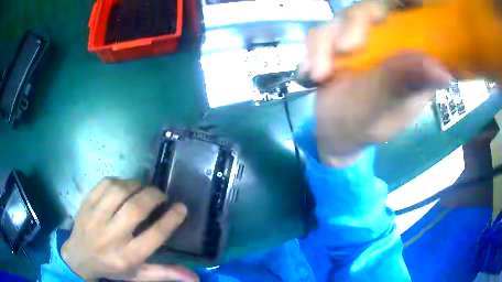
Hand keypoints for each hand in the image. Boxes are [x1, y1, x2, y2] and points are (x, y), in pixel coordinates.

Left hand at [61, 178, 197, 280]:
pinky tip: (126, 186)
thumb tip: (195, 277)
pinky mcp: (86, 204)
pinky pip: (105, 184)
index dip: (171, 219)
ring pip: (120, 192)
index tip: (181, 208)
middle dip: (154, 197)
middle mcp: (111, 237)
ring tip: (144, 188)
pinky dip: (120, 181)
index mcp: (127, 257)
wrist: (79, 257)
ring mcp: (95, 218)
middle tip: (162, 195)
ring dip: (137, 185)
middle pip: (136, 210)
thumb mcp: (139, 276)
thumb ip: (165, 274)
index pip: (154, 236)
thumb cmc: (112, 268)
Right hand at [301, 0, 450, 165]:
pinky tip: (309, 74)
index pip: (415, 17)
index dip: (406, 4)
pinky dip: (313, 51)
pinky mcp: (337, 40)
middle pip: (375, 7)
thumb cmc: (366, 125)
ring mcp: (362, 38)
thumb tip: (443, 72)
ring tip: (318, 75)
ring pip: (343, 17)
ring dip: (325, 42)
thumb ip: (405, 86)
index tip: (407, 3)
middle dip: (357, 21)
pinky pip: (321, 32)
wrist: (334, 132)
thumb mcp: (387, 109)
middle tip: (344, 48)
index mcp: (413, 55)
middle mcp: (389, 40)